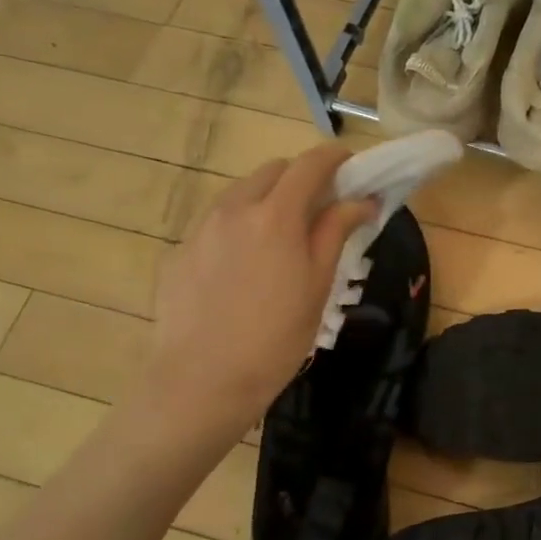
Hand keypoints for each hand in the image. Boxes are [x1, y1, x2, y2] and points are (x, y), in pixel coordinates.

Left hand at [140, 146, 373, 434]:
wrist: (202, 381)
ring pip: (239, 195)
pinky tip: (243, 270)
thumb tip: (361, 200)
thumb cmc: (276, 338)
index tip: (350, 164)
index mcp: (276, 216)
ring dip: (267, 200)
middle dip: (299, 177)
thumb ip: (336, 232)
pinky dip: (238, 229)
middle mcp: (233, 210)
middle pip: (271, 171)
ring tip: (280, 239)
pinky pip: (215, 225)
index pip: (309, 165)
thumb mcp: (318, 285)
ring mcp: (200, 230)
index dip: (334, 157)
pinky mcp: (179, 254)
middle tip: (319, 207)